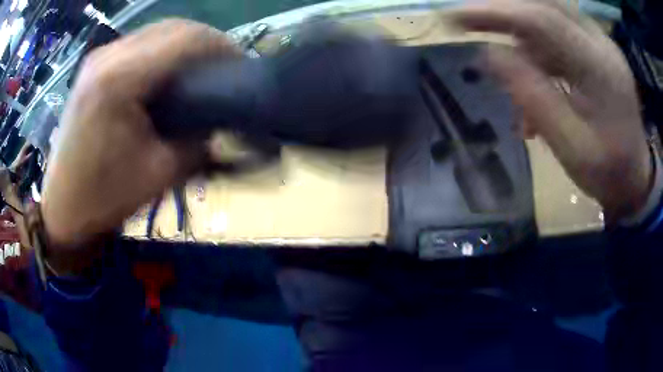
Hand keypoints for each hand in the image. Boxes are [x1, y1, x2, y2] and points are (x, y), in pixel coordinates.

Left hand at [42, 19, 240, 246]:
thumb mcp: (159, 173)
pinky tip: (168, 70)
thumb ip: (197, 140)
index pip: (185, 39)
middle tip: (224, 65)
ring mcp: (98, 57)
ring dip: (184, 43)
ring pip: (156, 30)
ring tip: (201, 66)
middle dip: (205, 41)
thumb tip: (218, 119)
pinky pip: (138, 42)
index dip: (220, 46)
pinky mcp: (93, 66)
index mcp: (120, 80)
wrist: (62, 207)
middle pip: (172, 26)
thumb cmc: (105, 197)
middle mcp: (107, 57)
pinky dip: (162, 49)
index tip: (240, 64)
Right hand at [451, 0, 651, 219]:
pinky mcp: (598, 49)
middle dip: (505, 10)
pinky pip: (560, 31)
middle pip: (545, 6)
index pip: (543, 20)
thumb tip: (488, 54)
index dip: (497, 12)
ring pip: (551, 15)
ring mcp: (602, 44)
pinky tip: (534, 73)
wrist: (635, 178)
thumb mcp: (569, 146)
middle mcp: (602, 44)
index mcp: (601, 70)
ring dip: (523, 34)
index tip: (455, 18)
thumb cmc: (607, 172)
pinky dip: (539, 46)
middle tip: (471, 22)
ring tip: (510, 68)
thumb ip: (532, 97)